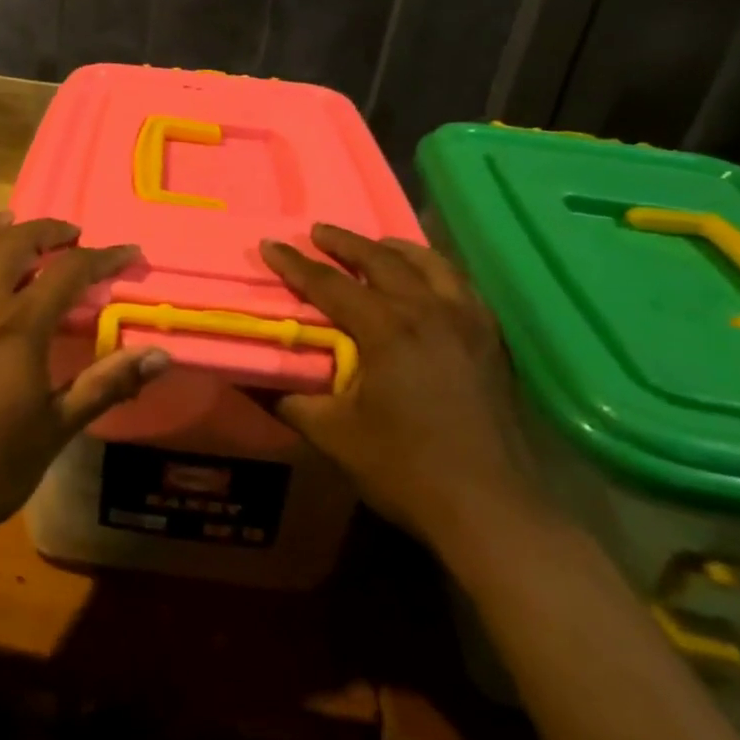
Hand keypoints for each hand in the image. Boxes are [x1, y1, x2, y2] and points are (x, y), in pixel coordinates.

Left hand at [0, 214, 168, 555]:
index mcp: (18, 329)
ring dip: (4, 232)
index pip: (69, 271)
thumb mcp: (54, 430)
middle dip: (49, 230)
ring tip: (21, 226)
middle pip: (15, 243)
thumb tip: (160, 354)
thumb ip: (105, 385)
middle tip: (73, 235)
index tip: (129, 252)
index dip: (103, 257)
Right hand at [259, 224, 543, 553]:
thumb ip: (287, 400)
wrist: (493, 508)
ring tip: (374, 243)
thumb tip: (246, 378)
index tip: (271, 244)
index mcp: (387, 330)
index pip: (331, 284)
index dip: (296, 264)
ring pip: (430, 264)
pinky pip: (460, 284)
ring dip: (394, 248)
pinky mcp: (491, 339)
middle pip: (382, 260)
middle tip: (318, 231)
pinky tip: (428, 279)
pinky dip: (435, 269)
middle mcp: (430, 311)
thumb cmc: (405, 469)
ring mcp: (468, 321)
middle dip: (345, 243)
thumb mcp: (333, 436)